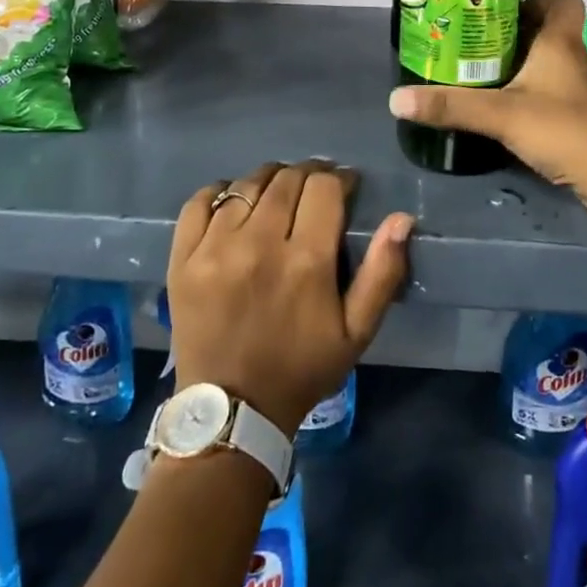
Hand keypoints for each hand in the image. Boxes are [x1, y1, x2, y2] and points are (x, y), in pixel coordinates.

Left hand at [167, 160, 411, 433]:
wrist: (232, 411)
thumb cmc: (302, 369)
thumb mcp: (357, 332)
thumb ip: (383, 272)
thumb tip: (402, 218)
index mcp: (306, 261)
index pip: (324, 186)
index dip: (339, 178)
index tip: (345, 187)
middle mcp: (259, 243)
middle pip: (287, 178)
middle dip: (307, 175)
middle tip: (313, 191)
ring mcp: (215, 248)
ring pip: (247, 185)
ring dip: (269, 180)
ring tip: (277, 194)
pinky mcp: (183, 258)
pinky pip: (200, 201)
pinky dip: (221, 192)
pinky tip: (234, 203)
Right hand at [388, 0, 586, 215]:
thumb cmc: (561, 128)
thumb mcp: (499, 115)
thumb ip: (450, 106)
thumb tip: (396, 99)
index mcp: (560, 43)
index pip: (562, 1)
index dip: (536, 0)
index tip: (503, 15)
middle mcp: (577, 59)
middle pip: (550, 33)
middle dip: (517, 37)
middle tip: (480, 48)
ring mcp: (585, 90)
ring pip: (554, 65)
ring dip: (526, 68)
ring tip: (488, 80)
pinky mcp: (586, 118)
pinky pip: (557, 94)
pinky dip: (537, 97)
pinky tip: (512, 114)